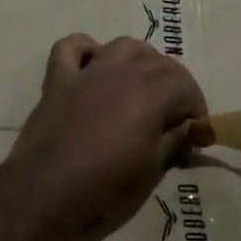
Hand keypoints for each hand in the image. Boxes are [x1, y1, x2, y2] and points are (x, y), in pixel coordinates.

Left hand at [2, 34, 210, 240]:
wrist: (44, 194)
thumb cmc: (104, 188)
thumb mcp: (151, 170)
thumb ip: (173, 141)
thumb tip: (189, 129)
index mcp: (150, 93)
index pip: (185, 84)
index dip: (196, 108)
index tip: (196, 134)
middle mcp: (122, 72)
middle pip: (159, 62)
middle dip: (175, 86)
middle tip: (174, 119)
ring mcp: (88, 72)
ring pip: (123, 46)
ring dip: (139, 60)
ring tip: (141, 87)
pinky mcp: (58, 79)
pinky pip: (72, 47)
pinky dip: (86, 50)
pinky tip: (93, 67)